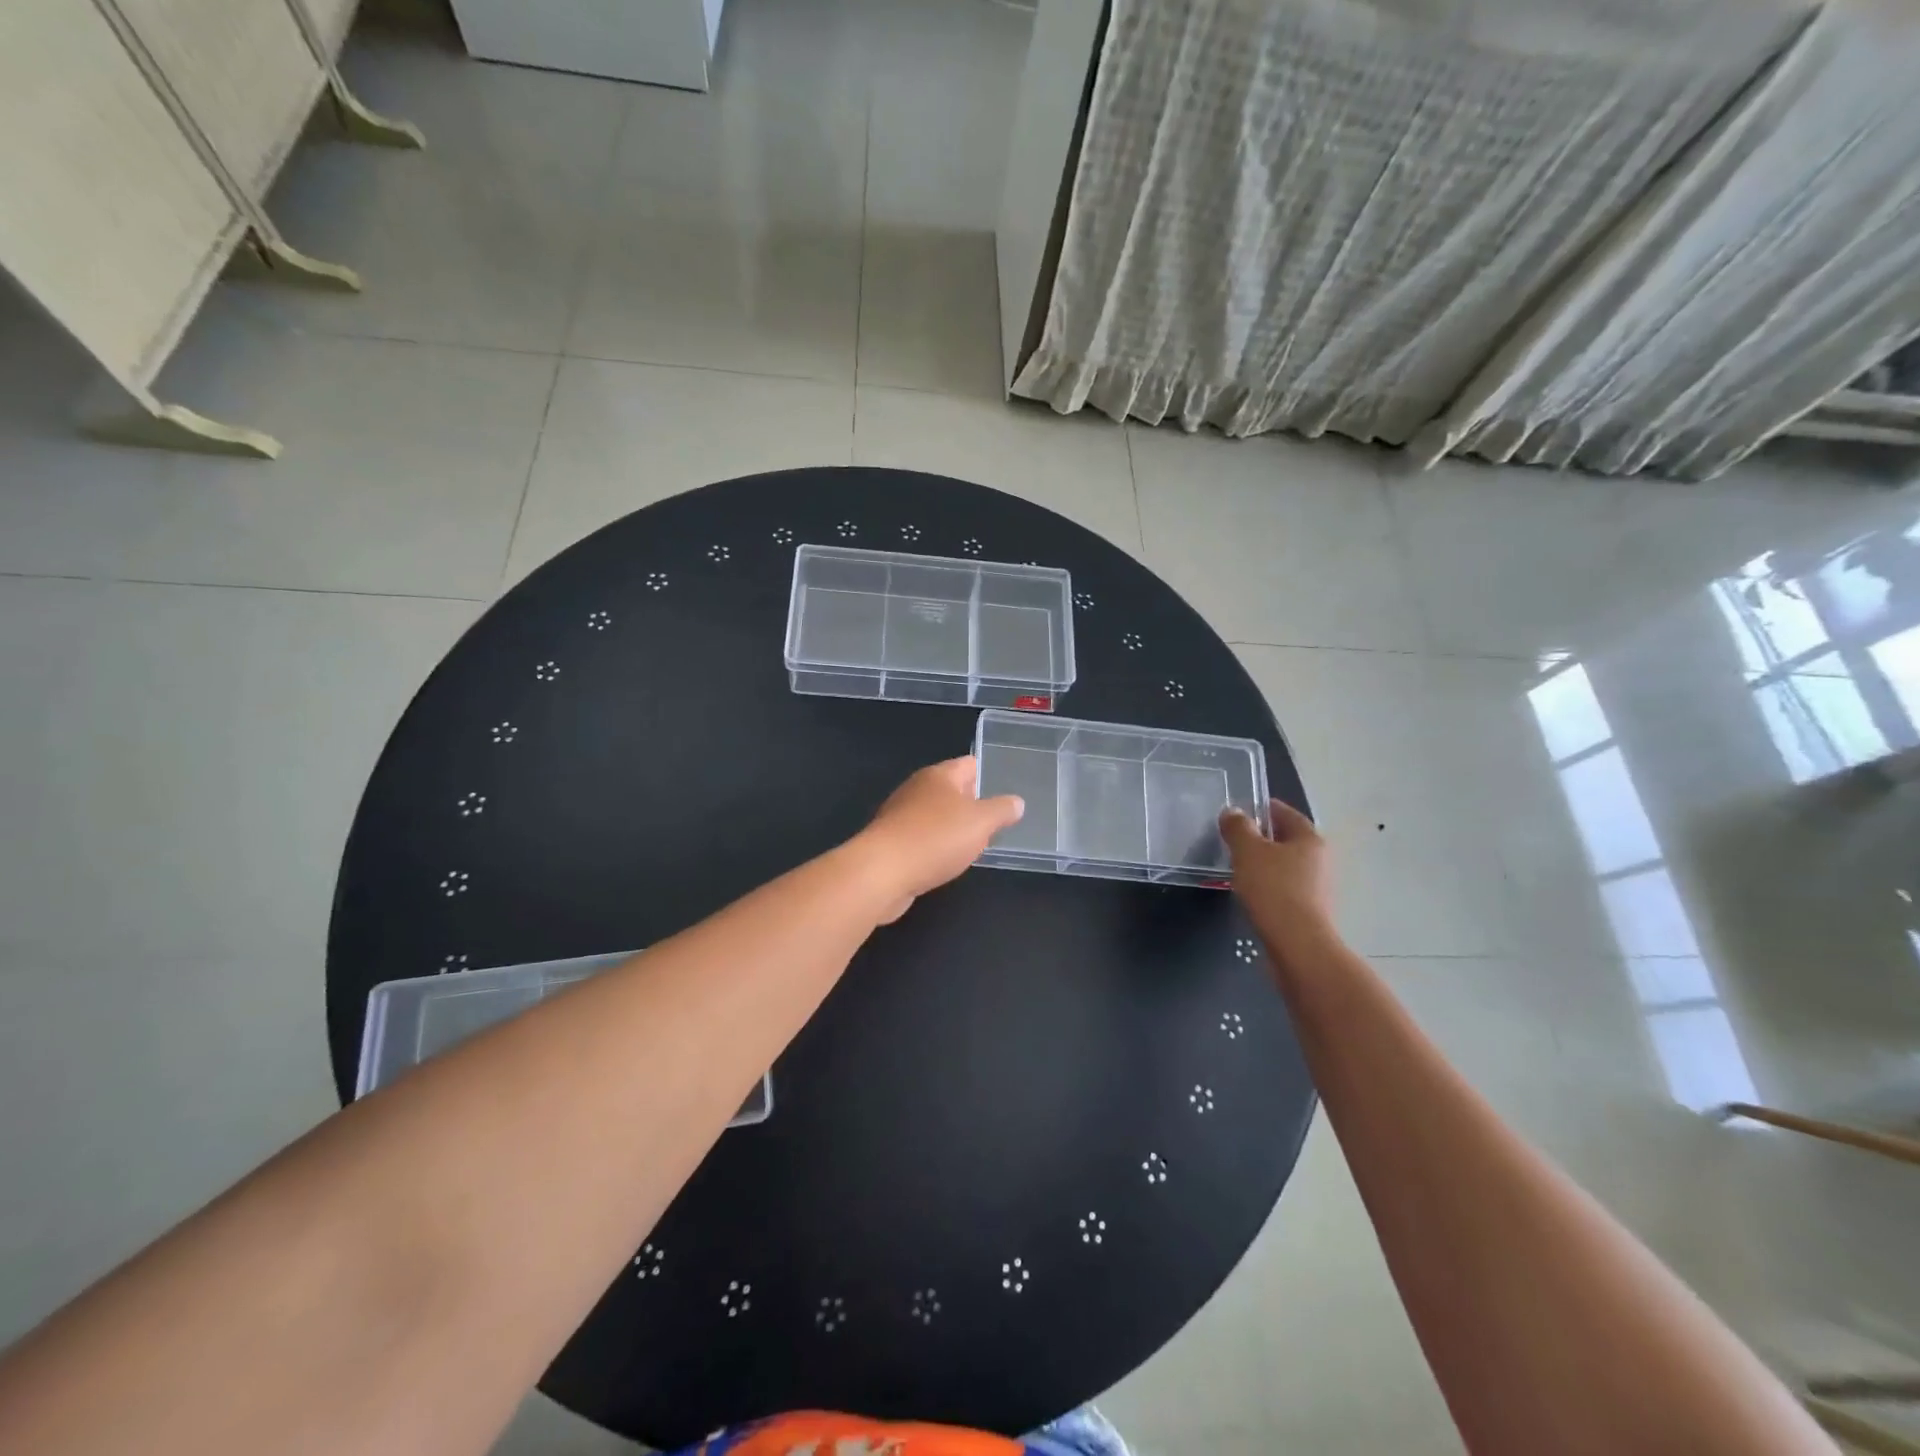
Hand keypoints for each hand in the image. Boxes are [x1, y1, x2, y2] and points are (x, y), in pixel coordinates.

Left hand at [858, 757, 1024, 921]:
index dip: (987, 773)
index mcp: (938, 776)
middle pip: (950, 789)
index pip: (968, 764)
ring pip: (935, 815)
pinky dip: (935, 845)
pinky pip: (921, 838)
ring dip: (952, 826)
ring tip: (975, 842)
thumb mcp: (981, 822)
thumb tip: (1016, 802)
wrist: (882, 873)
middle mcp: (917, 789)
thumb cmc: (935, 838)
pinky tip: (946, 861)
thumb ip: (1001, 810)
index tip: (1005, 786)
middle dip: (971, 802)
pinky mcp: (890, 842)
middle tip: (995, 818)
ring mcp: (900, 815)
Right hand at [1220, 799, 1340, 963]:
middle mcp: (1320, 860)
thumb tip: (1233, 812)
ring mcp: (1319, 887)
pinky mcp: (1311, 911)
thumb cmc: (1273, 889)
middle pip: (1288, 840)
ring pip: (1287, 866)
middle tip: (1234, 839)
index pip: (1286, 813)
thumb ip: (1238, 828)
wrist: (1298, 945)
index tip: (1241, 811)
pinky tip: (1251, 893)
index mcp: (1310, 839)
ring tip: (1238, 867)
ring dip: (1266, 864)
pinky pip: (1286, 888)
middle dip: (1263, 838)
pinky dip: (1270, 886)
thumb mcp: (1247, 851)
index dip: (1263, 808)